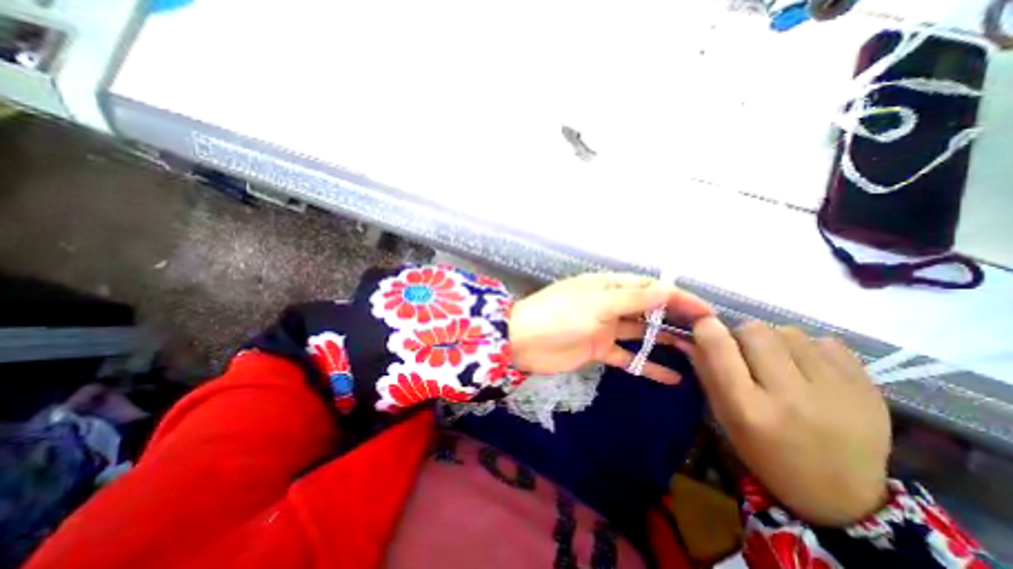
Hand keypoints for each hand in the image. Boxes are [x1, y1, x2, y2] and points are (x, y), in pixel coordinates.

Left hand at [508, 272, 711, 384]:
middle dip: (675, 318)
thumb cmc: (560, 315)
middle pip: (648, 309)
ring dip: (665, 341)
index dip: (678, 297)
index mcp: (609, 286)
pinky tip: (672, 378)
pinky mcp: (599, 349)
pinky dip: (647, 366)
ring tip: (698, 355)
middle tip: (708, 333)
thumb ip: (632, 300)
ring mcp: (605, 328)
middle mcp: (610, 304)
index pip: (650, 288)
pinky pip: (628, 357)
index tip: (707, 311)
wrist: (525, 340)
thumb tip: (667, 291)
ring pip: (641, 333)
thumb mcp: (598, 303)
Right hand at [684, 319, 887, 526]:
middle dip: (743, 335)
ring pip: (789, 332)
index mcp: (748, 409)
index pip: (720, 348)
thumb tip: (693, 331)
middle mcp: (790, 397)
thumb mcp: (723, 415)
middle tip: (747, 354)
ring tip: (782, 365)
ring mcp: (837, 392)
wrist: (840, 496)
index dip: (707, 328)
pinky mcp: (871, 389)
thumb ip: (706, 370)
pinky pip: (827, 342)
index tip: (704, 325)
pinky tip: (811, 371)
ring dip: (776, 341)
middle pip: (755, 330)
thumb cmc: (763, 451)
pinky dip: (810, 349)